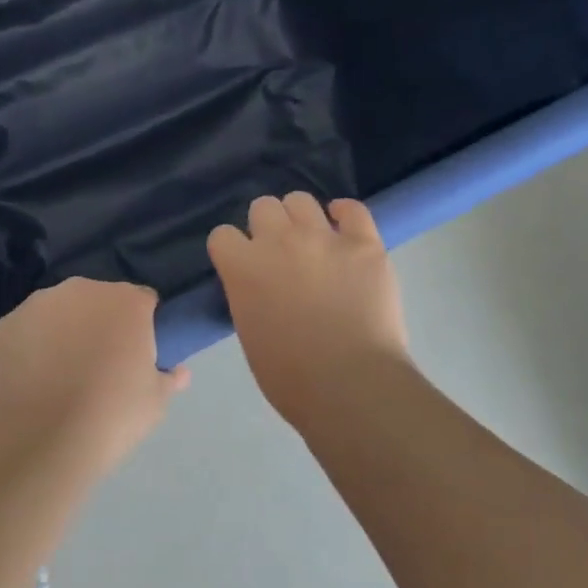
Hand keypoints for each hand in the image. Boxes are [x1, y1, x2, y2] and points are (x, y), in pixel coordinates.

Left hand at [0, 278, 189, 479]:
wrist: (38, 442)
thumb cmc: (110, 417)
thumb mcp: (155, 403)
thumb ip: (169, 379)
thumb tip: (179, 372)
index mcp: (126, 301)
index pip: (144, 302)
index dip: (143, 327)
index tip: (138, 356)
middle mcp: (83, 290)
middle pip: (100, 301)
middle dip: (103, 324)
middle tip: (101, 366)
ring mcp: (40, 304)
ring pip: (62, 311)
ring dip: (66, 330)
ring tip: (62, 374)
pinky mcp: (6, 324)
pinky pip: (29, 329)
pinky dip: (33, 345)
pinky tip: (33, 379)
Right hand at [207, 194, 410, 428]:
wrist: (351, 386)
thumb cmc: (291, 377)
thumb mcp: (250, 332)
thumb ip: (248, 295)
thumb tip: (261, 285)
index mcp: (244, 266)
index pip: (222, 235)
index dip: (232, 250)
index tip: (243, 265)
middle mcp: (280, 241)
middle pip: (262, 207)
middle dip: (267, 227)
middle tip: (280, 253)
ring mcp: (324, 238)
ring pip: (301, 200)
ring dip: (300, 217)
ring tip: (311, 239)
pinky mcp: (364, 243)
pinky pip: (353, 210)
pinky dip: (345, 214)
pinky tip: (344, 225)